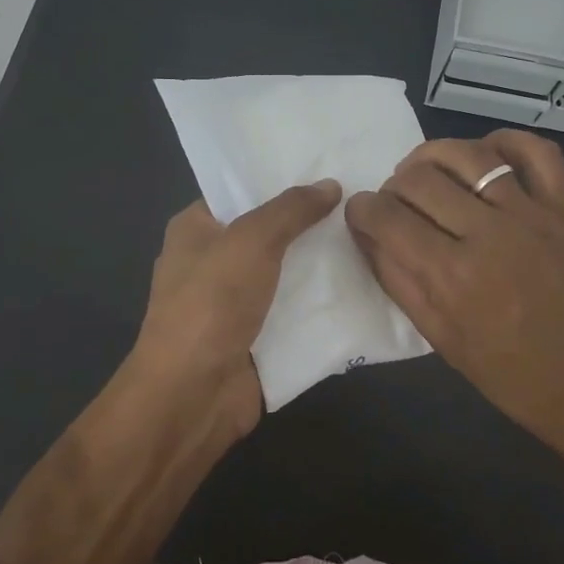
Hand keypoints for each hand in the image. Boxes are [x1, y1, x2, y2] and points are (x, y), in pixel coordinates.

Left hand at [128, 181, 342, 442]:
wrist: (193, 395)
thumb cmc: (211, 304)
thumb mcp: (251, 240)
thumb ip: (291, 210)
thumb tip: (330, 185)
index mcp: (195, 229)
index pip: (239, 192)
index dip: (279, 179)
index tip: (327, 168)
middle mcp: (211, 262)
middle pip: (268, 232)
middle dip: (309, 221)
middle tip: (359, 202)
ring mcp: (233, 303)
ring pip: (285, 273)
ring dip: (320, 264)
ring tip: (370, 237)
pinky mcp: (255, 337)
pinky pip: (293, 311)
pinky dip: (320, 303)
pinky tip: (362, 285)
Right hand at [345, 130, 563, 481]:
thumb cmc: (505, 373)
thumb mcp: (437, 335)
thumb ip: (396, 278)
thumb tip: (366, 232)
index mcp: (451, 275)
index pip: (386, 217)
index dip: (362, 209)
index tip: (361, 212)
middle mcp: (489, 233)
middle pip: (420, 179)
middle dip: (393, 185)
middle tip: (395, 202)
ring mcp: (532, 215)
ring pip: (470, 155)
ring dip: (434, 155)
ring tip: (425, 170)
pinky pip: (537, 153)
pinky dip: (506, 141)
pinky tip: (485, 153)